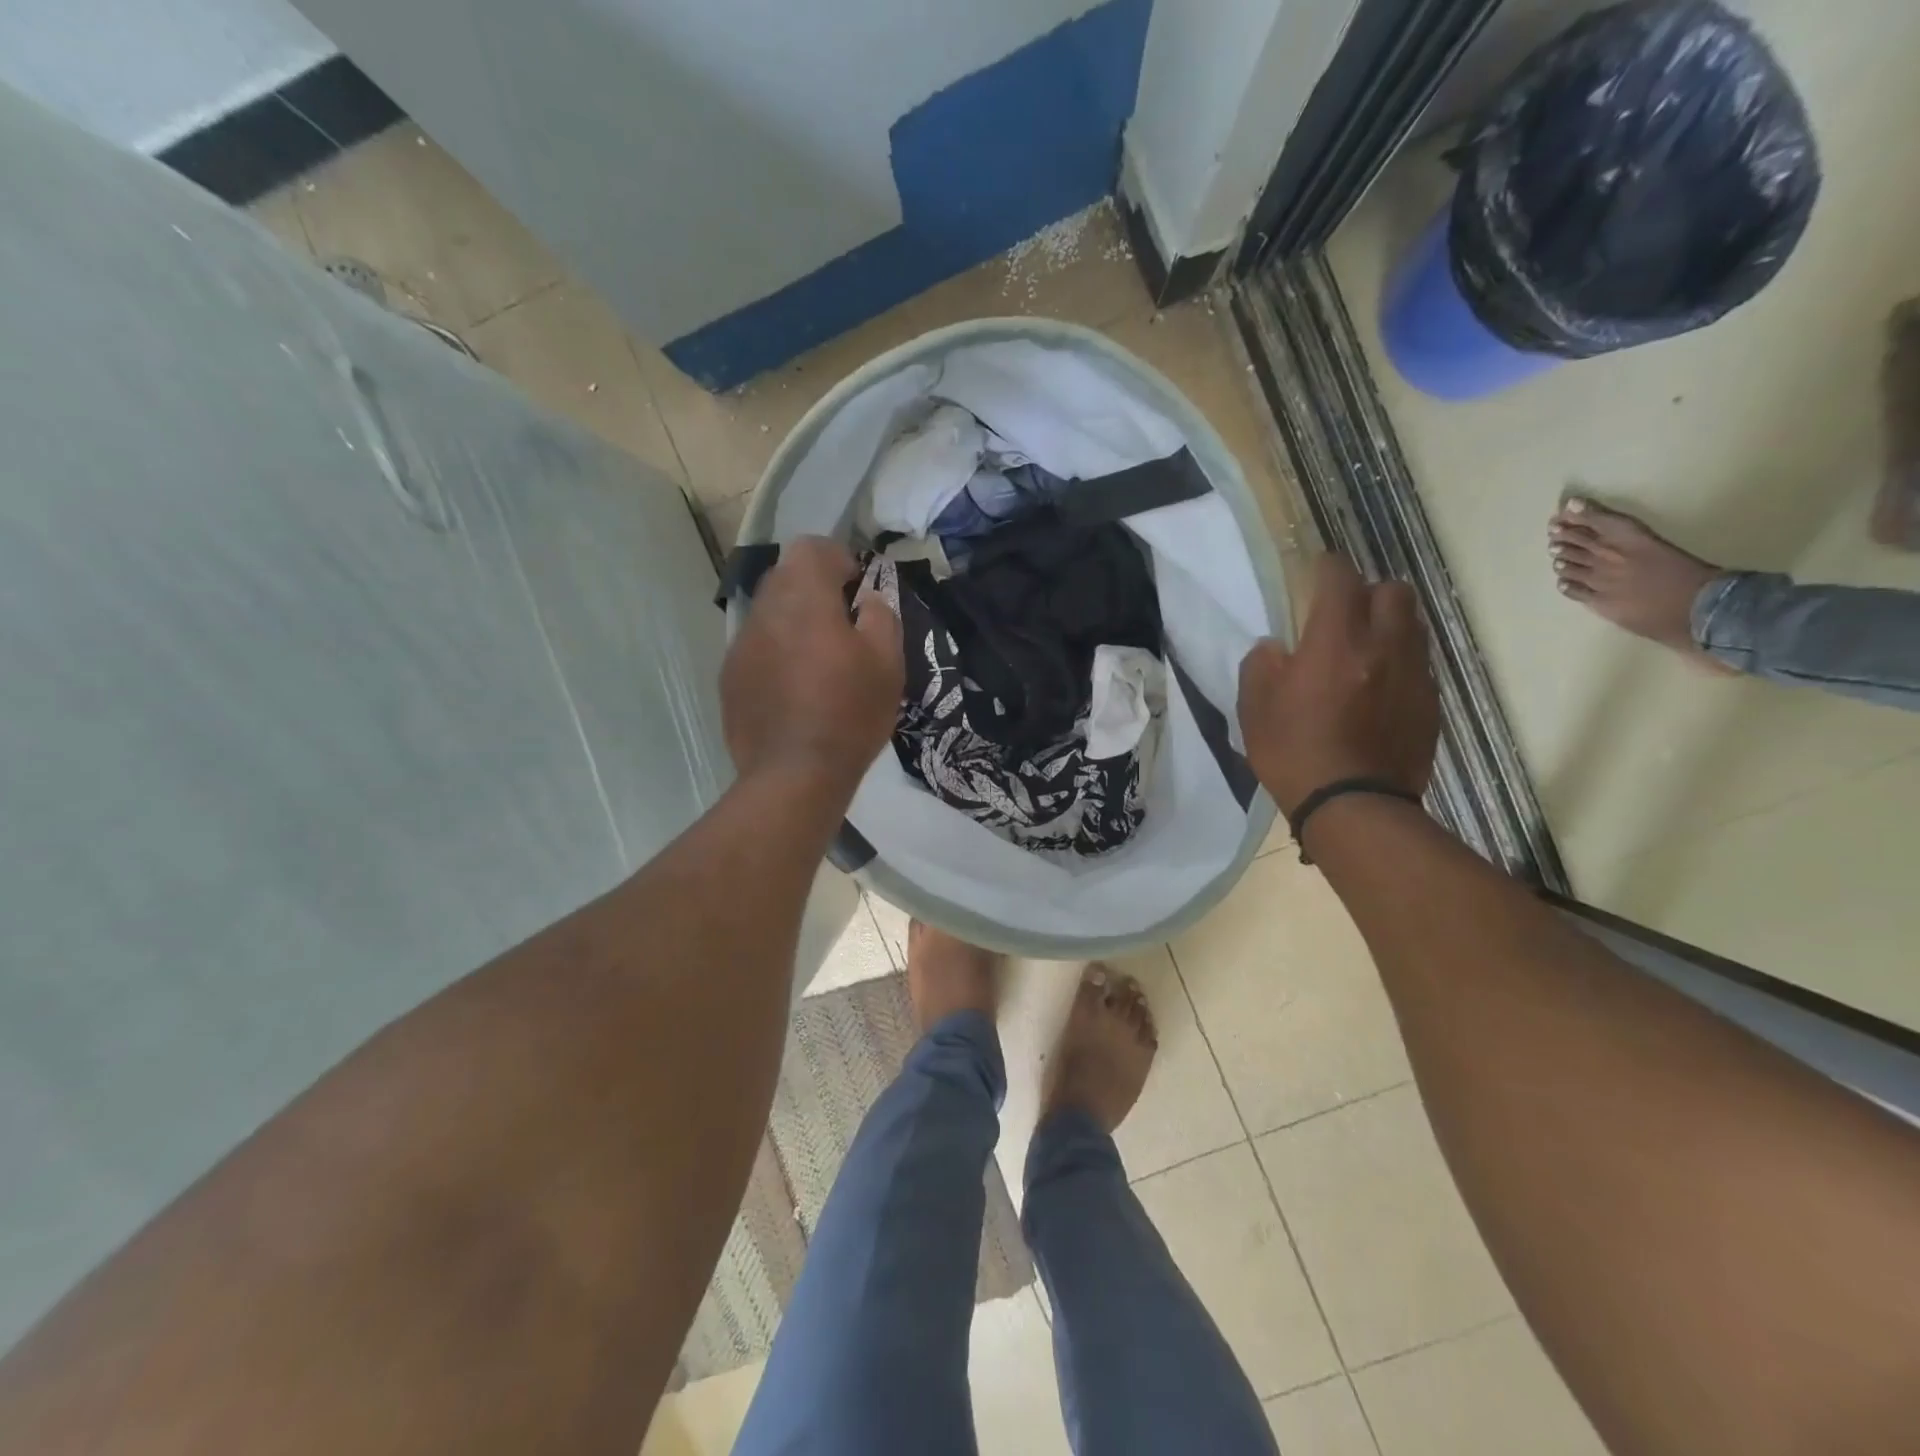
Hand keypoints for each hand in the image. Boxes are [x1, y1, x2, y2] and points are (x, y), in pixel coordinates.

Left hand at [721, 536, 903, 791]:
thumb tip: (866, 600)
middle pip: (786, 577)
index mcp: (803, 598)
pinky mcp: (730, 678)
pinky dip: (776, 654)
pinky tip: (795, 690)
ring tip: (818, 662)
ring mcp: (740, 645)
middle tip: (843, 626)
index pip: (812, 548)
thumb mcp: (888, 662)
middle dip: (815, 590)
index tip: (857, 591)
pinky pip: (757, 648)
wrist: (794, 775)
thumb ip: (880, 616)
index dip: (839, 560)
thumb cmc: (850, 714)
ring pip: (769, 614)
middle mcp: (763, 611)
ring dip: (794, 623)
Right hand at [1237, 555, 1438, 815]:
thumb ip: (1261, 666)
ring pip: (1413, 625)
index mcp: (1336, 642)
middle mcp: (1384, 646)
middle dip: (1368, 593)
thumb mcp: (1254, 710)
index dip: (1326, 567)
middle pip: (1393, 591)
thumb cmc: (1294, 754)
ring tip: (1364, 651)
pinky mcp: (1430, 703)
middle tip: (1343, 616)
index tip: (1314, 573)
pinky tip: (1378, 690)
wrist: (1354, 807)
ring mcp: (1414, 674)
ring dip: (1389, 626)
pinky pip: (1419, 664)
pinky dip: (1400, 663)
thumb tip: (1276, 648)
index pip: (1340, 578)